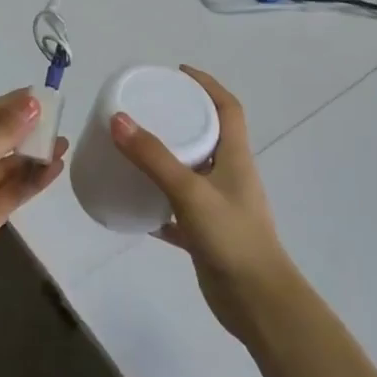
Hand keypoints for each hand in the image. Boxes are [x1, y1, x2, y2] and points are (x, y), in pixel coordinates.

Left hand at [0, 89, 66, 303]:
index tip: (47, 96)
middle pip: (1, 138)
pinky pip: (14, 191)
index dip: (16, 104)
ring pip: (10, 166)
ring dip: (35, 155)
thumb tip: (33, 103)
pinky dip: (33, 180)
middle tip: (61, 123)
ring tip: (63, 145)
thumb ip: (4, 133)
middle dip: (29, 130)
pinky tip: (54, 169)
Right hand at [110, 67, 300, 343]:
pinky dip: (158, 205)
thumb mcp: (190, 191)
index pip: (227, 108)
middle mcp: (229, 177)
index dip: (207, 84)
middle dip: (181, 118)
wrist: (258, 303)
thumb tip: (117, 120)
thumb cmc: (232, 237)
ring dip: (167, 160)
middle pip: (208, 136)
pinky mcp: (206, 235)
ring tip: (135, 149)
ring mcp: (219, 207)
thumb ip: (154, 158)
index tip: (178, 72)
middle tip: (146, 108)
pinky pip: (178, 211)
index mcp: (235, 157)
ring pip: (191, 173)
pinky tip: (134, 205)